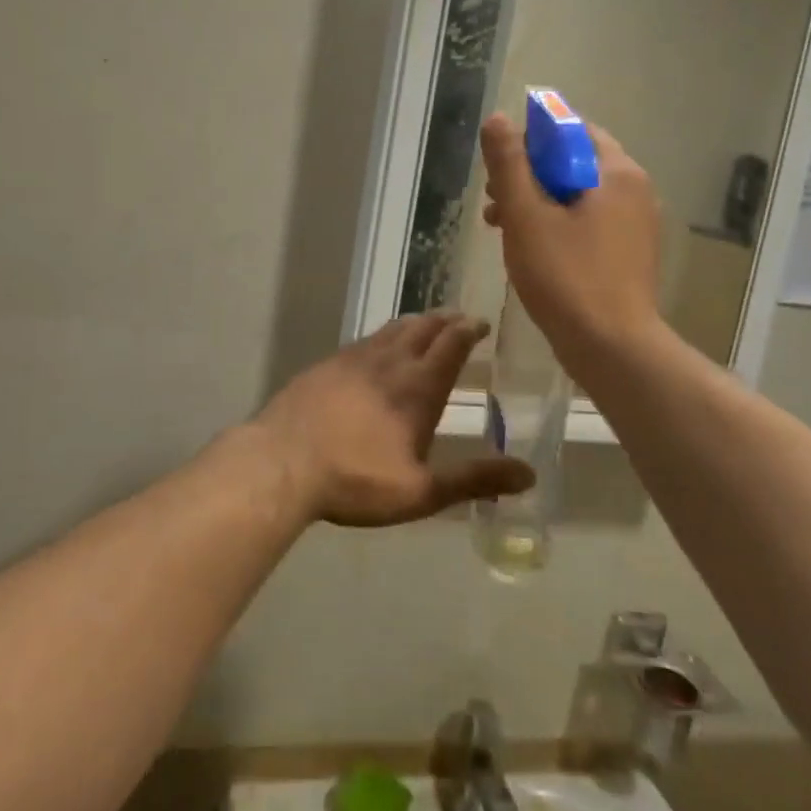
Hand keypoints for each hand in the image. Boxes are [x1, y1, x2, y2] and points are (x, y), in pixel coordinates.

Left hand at [251, 313, 534, 526]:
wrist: (282, 462)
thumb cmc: (355, 480)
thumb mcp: (421, 491)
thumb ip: (474, 480)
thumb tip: (529, 475)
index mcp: (417, 388)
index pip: (451, 344)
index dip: (468, 329)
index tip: (481, 322)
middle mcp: (388, 363)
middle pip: (422, 328)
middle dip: (445, 320)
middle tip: (459, 318)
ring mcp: (352, 359)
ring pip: (391, 329)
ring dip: (414, 323)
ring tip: (425, 324)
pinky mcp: (325, 365)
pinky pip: (363, 341)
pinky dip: (382, 336)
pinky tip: (377, 347)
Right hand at [480, 112, 663, 375]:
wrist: (611, 347)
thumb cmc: (565, 276)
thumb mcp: (526, 216)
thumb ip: (509, 165)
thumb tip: (497, 119)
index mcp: (615, 173)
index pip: (572, 130)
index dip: (530, 141)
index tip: (500, 168)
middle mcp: (634, 191)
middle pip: (573, 163)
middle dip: (529, 175)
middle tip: (494, 201)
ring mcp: (635, 224)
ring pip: (577, 195)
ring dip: (537, 202)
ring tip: (502, 227)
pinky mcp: (629, 253)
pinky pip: (588, 223)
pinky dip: (557, 225)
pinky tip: (530, 249)